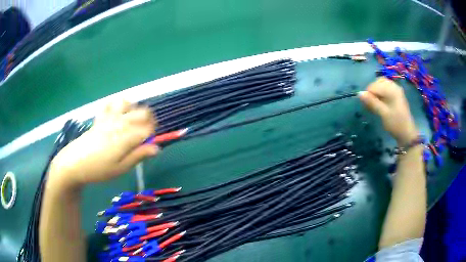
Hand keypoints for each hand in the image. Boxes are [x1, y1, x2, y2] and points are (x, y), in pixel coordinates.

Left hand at [48, 100, 158, 189]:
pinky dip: (116, 106)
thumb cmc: (99, 169)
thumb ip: (138, 156)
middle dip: (148, 120)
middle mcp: (120, 122)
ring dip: (133, 110)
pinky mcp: (99, 118)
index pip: (148, 128)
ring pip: (127, 103)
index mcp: (126, 136)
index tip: (149, 143)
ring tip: (131, 122)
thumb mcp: (120, 168)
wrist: (74, 163)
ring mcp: (108, 117)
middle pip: (142, 112)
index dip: (153, 134)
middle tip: (144, 133)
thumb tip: (156, 148)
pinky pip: (110, 104)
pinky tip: (115, 115)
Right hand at [359, 77, 417, 145]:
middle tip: (369, 104)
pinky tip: (380, 102)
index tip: (367, 106)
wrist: (407, 133)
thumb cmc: (395, 124)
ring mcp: (396, 90)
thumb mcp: (383, 114)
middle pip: (378, 82)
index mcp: (391, 89)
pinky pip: (386, 89)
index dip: (368, 94)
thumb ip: (372, 102)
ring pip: (382, 85)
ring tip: (374, 103)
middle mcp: (394, 86)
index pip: (375, 85)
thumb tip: (359, 93)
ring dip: (376, 92)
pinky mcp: (397, 95)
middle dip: (372, 91)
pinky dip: (381, 93)